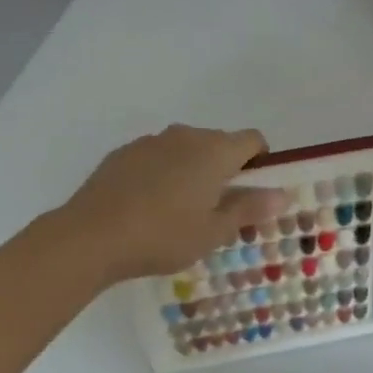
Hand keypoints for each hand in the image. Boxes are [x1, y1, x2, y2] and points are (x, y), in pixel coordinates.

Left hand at [59, 125, 289, 284]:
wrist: (91, 236)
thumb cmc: (163, 236)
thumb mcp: (213, 231)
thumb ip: (249, 208)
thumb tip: (281, 194)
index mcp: (215, 151)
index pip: (253, 140)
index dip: (260, 162)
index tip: (252, 192)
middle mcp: (186, 136)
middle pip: (219, 143)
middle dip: (225, 169)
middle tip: (217, 209)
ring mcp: (151, 141)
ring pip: (185, 149)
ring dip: (191, 170)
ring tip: (178, 210)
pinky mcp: (123, 152)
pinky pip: (156, 157)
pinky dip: (161, 173)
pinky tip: (147, 206)